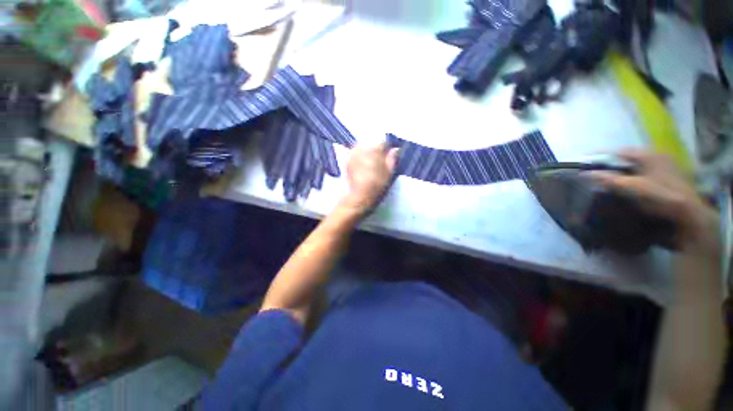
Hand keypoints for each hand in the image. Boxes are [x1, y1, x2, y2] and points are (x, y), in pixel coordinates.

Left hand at [339, 141, 398, 216]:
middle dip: (376, 149)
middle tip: (379, 160)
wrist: (359, 195)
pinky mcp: (347, 159)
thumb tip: (395, 149)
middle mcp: (362, 147)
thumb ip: (392, 158)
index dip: (387, 149)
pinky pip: (355, 152)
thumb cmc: (377, 184)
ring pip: (363, 146)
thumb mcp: (389, 172)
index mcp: (374, 149)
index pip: (383, 142)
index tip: (388, 156)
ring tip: (371, 163)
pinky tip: (362, 165)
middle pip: (372, 143)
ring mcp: (353, 152)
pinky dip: (360, 156)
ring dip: (367, 151)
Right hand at [592, 150, 718, 251]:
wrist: (689, 217)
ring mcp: (664, 168)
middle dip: (611, 166)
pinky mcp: (667, 180)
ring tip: (606, 183)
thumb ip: (609, 179)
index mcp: (649, 155)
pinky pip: (643, 175)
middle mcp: (657, 157)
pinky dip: (632, 180)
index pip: (619, 152)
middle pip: (628, 159)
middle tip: (594, 175)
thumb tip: (586, 174)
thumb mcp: (633, 188)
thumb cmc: (660, 197)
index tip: (586, 164)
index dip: (601, 157)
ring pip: (635, 168)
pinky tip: (625, 189)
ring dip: (621, 174)